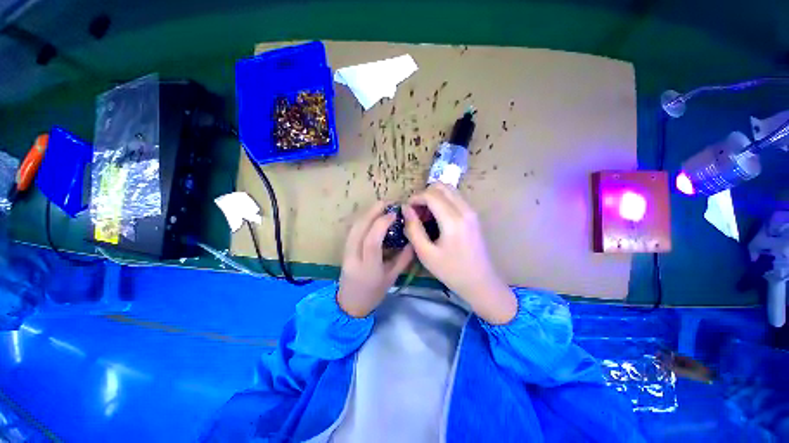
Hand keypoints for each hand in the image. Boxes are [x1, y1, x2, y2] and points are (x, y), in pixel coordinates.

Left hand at [338, 201, 414, 317]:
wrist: (349, 304)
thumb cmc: (373, 294)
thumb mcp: (392, 278)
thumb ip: (404, 259)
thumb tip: (413, 240)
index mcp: (368, 267)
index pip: (372, 240)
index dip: (382, 224)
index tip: (394, 214)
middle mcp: (353, 257)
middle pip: (359, 229)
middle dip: (372, 211)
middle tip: (387, 203)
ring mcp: (345, 253)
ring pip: (353, 227)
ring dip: (367, 213)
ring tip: (381, 206)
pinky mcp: (343, 249)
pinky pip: (352, 230)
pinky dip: (362, 219)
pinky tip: (371, 216)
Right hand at [403, 184, 516, 323]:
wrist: (480, 282)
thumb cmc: (451, 271)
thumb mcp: (425, 253)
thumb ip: (413, 229)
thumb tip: (406, 209)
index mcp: (453, 220)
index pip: (431, 194)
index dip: (415, 198)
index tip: (406, 210)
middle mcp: (465, 210)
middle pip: (441, 186)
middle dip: (424, 194)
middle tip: (416, 211)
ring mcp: (471, 211)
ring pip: (449, 190)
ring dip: (433, 196)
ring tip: (425, 215)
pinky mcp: (473, 215)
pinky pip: (455, 198)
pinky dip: (442, 201)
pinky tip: (436, 218)